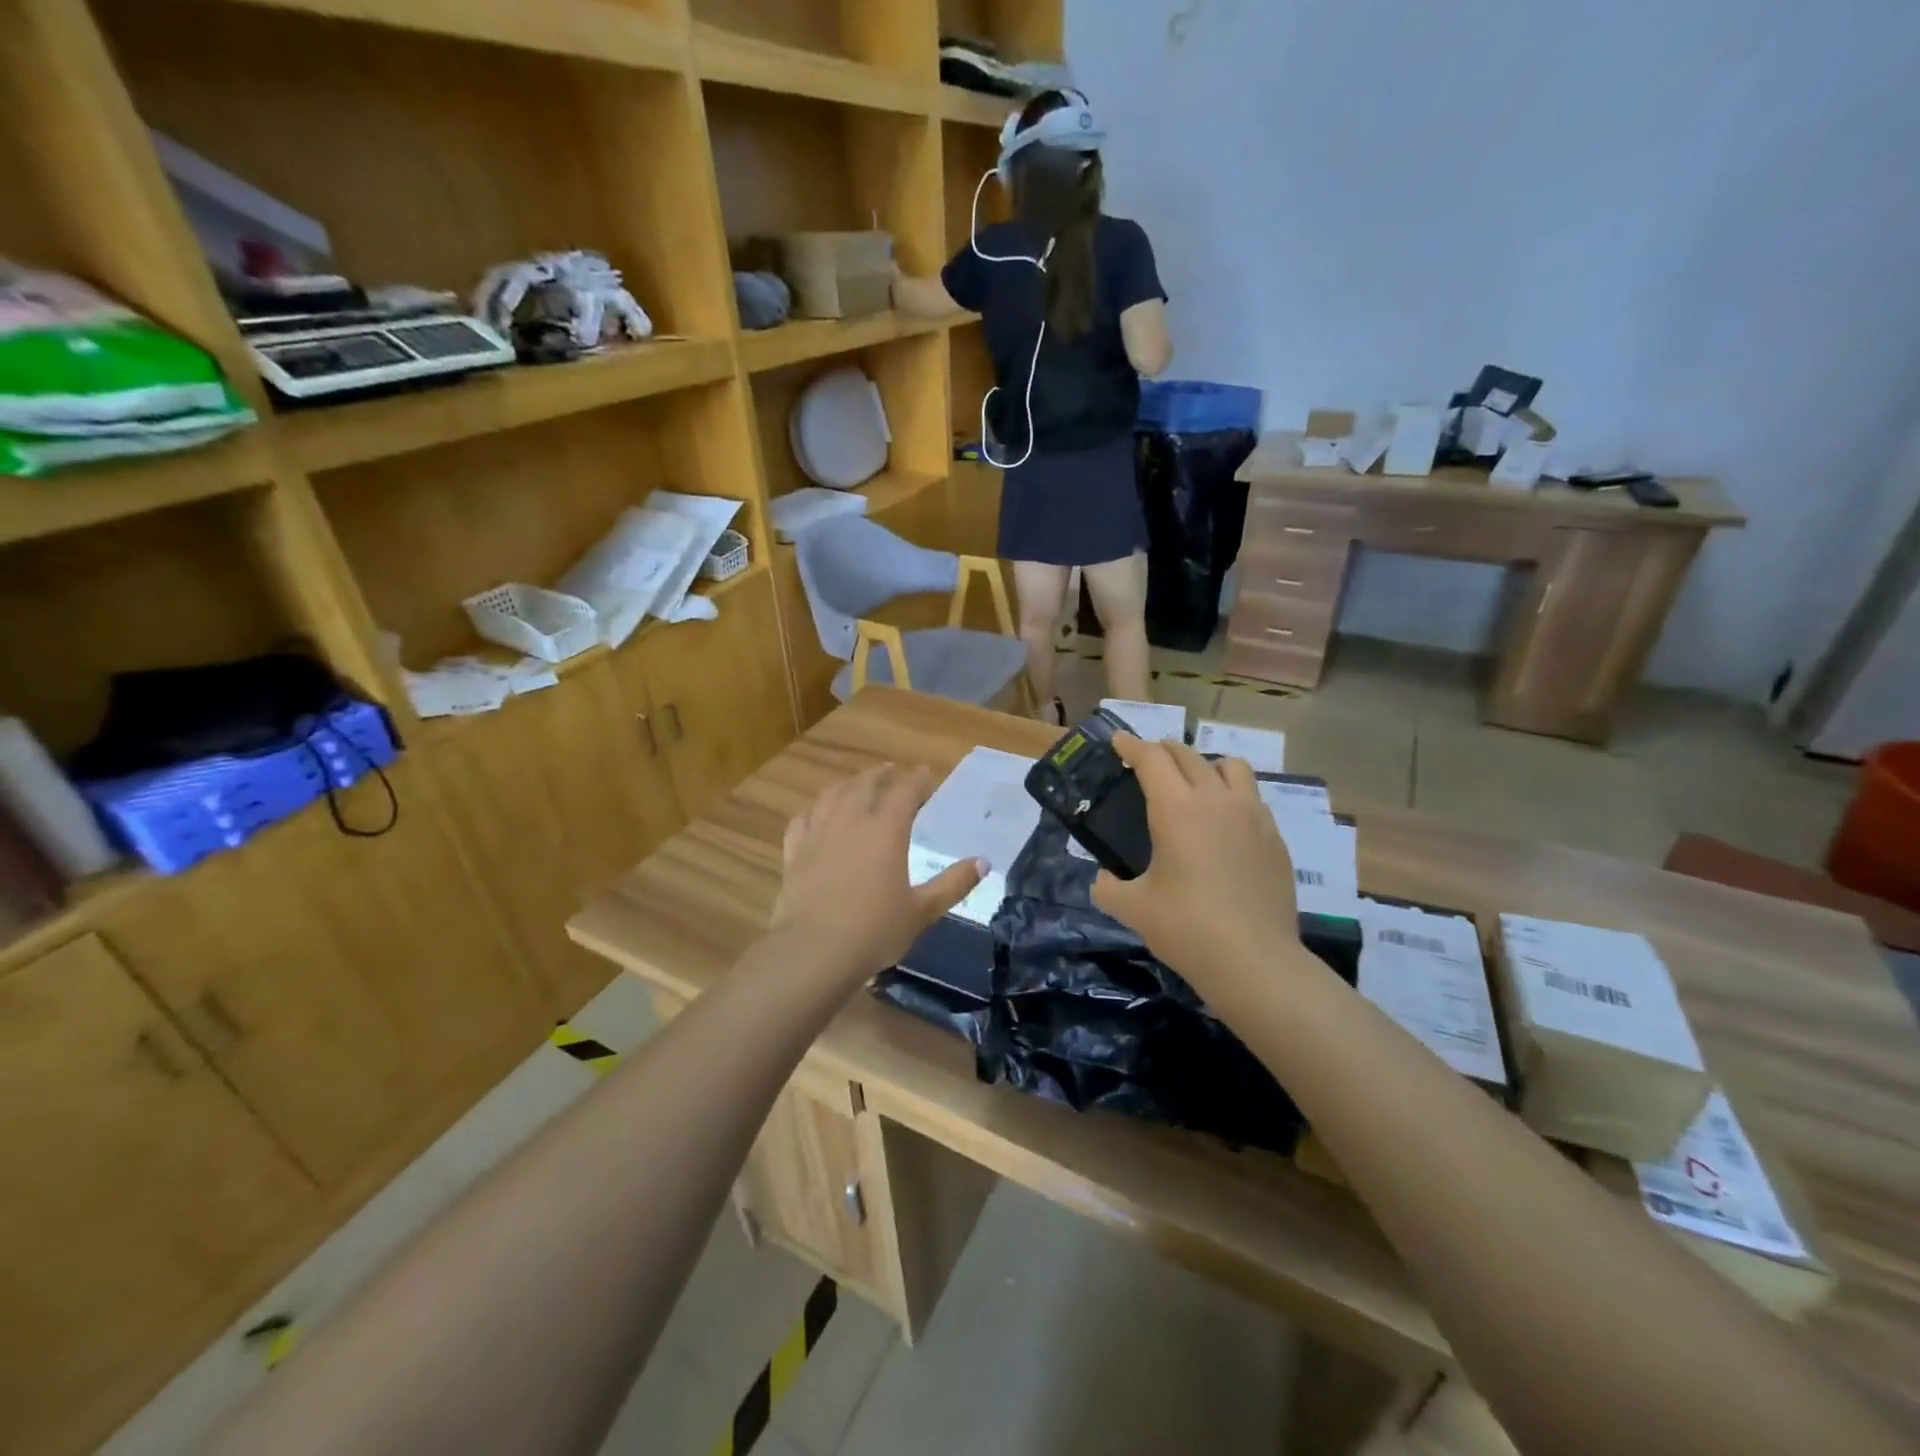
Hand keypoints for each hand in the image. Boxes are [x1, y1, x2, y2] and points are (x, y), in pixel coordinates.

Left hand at [771, 764, 985, 982]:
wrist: (814, 951)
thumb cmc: (875, 930)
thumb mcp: (923, 910)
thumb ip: (953, 883)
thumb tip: (983, 862)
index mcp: (886, 830)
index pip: (905, 791)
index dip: (917, 779)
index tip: (927, 773)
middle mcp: (851, 821)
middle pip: (866, 784)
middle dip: (882, 775)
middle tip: (893, 772)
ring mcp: (818, 834)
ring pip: (832, 795)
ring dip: (848, 785)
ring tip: (856, 785)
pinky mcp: (794, 853)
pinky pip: (801, 820)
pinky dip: (812, 811)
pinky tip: (815, 815)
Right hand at [1091, 735, 1310, 1002]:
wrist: (1255, 960)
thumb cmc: (1186, 928)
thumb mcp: (1133, 909)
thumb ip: (1108, 888)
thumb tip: (1103, 880)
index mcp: (1177, 809)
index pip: (1151, 759)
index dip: (1131, 746)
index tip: (1118, 740)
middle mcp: (1216, 800)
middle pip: (1188, 755)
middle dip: (1163, 751)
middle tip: (1147, 760)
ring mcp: (1252, 816)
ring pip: (1230, 767)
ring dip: (1206, 765)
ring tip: (1194, 784)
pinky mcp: (1274, 837)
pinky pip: (1251, 798)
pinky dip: (1232, 795)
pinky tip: (1224, 823)